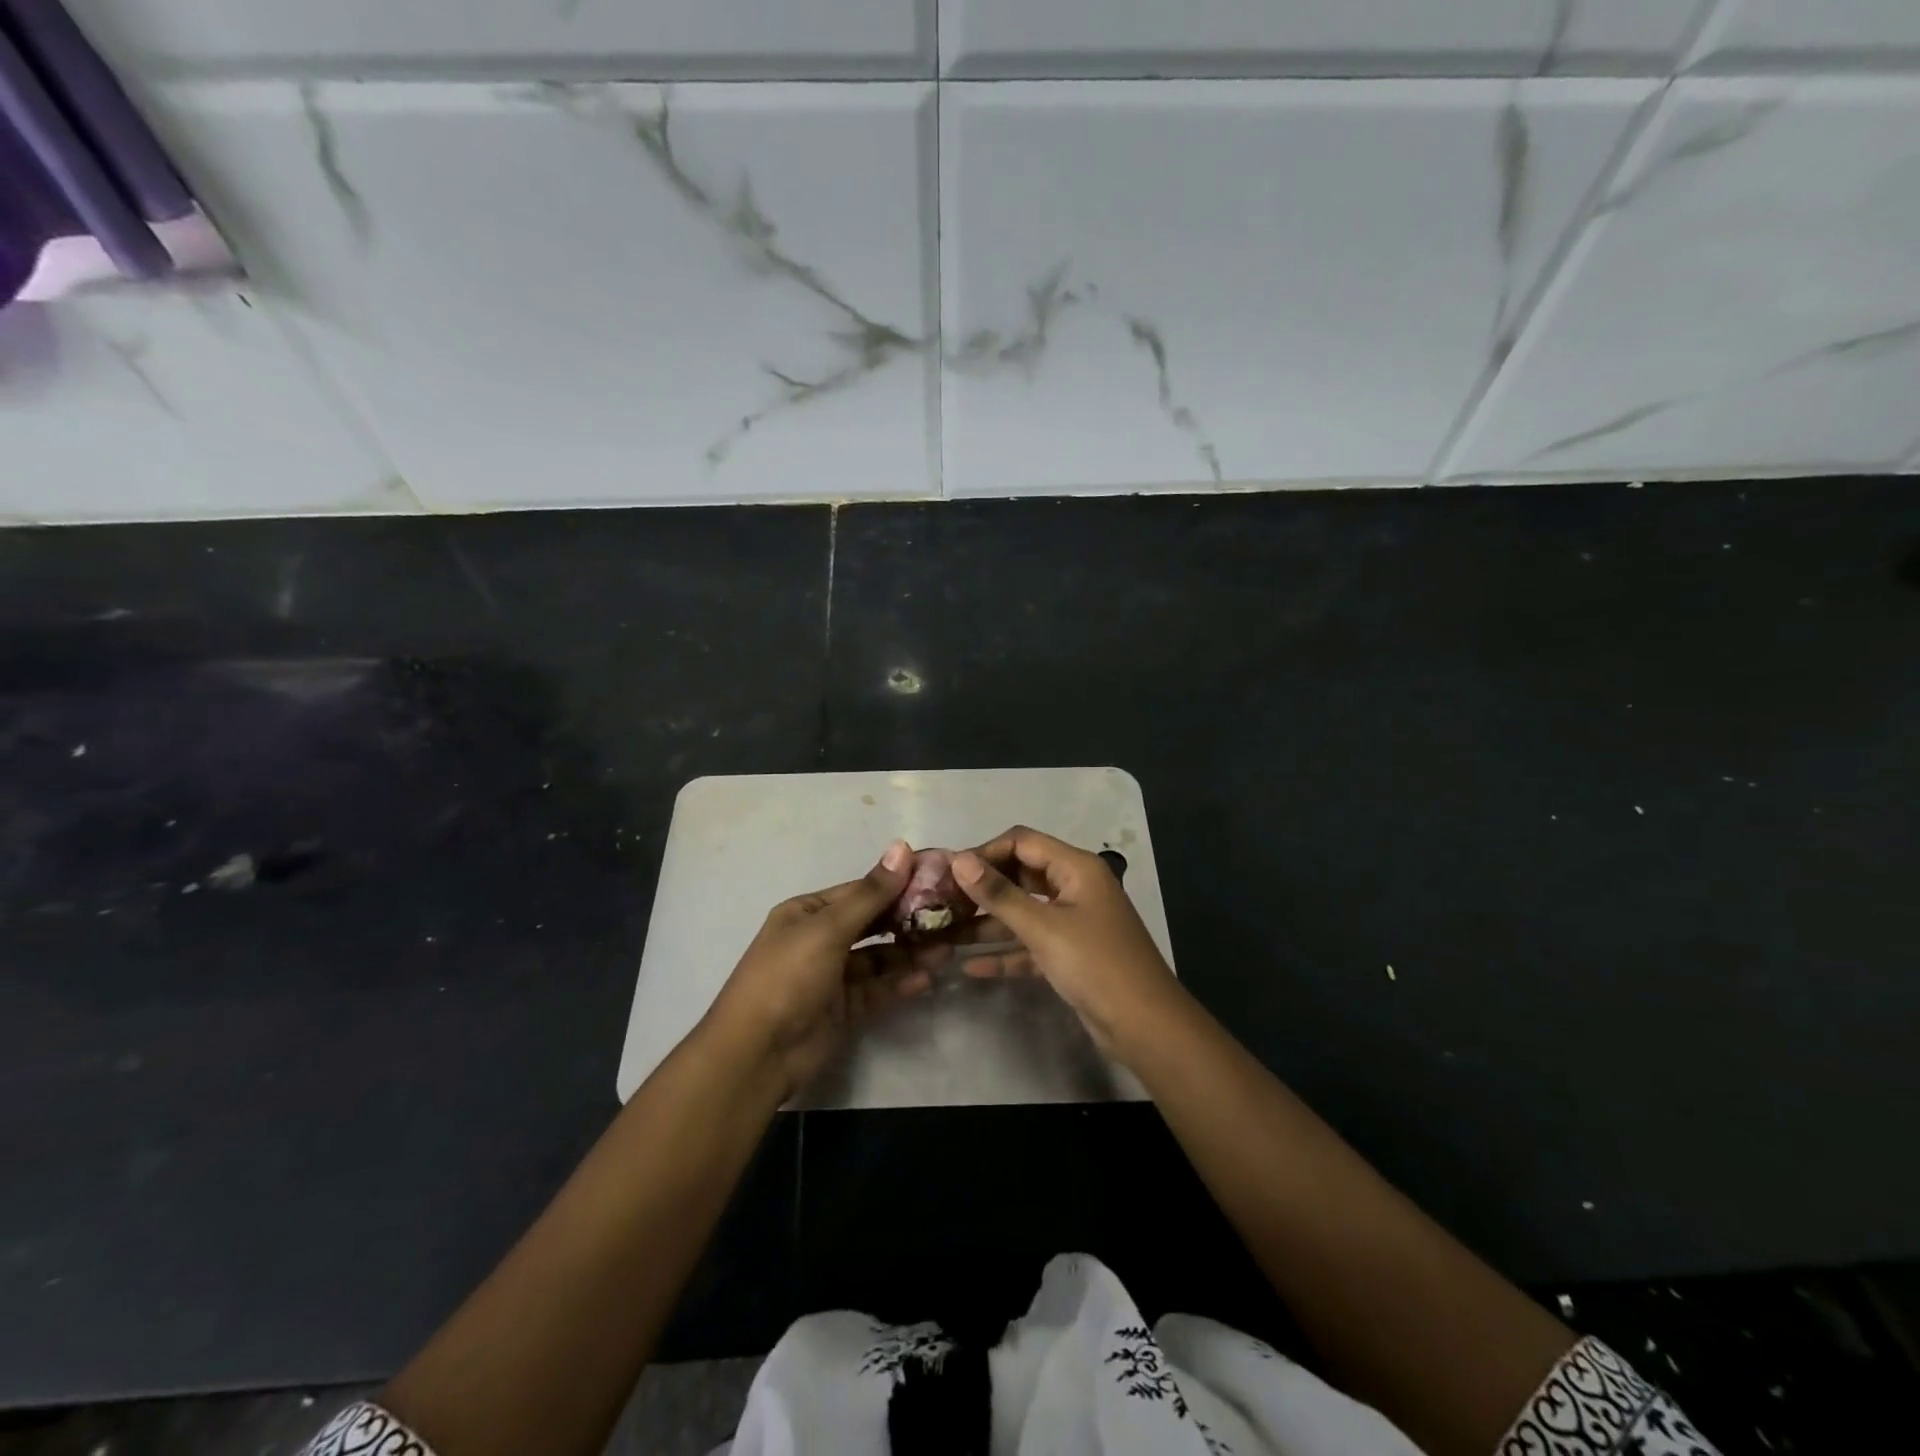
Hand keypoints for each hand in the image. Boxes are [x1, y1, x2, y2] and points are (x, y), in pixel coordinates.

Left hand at [703, 841, 930, 1099]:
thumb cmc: (788, 977)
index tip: (938, 881)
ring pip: (878, 959)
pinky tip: (927, 979)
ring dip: (909, 954)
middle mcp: (819, 939)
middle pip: (872, 924)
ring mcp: (831, 976)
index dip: (897, 885)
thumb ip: (870, 893)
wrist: (756, 1054)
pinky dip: (899, 983)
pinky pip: (876, 990)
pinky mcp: (842, 1009)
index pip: (860, 891)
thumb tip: (902, 847)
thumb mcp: (828, 929)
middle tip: (949, 918)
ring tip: (946, 951)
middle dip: (908, 921)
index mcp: (808, 913)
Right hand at [942, 826, 1186, 1058]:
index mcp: (1076, 868)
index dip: (985, 852)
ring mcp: (1072, 922)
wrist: (1145, 1027)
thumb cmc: (1096, 965)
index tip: (948, 873)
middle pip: (1020, 876)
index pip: (1022, 843)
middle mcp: (1074, 887)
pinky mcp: (1070, 955)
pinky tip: (970, 967)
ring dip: (988, 923)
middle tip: (941, 904)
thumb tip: (959, 859)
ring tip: (945, 934)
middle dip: (982, 889)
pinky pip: (1030, 945)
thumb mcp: (1043, 927)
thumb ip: (999, 894)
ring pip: (1022, 912)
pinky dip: (1005, 953)